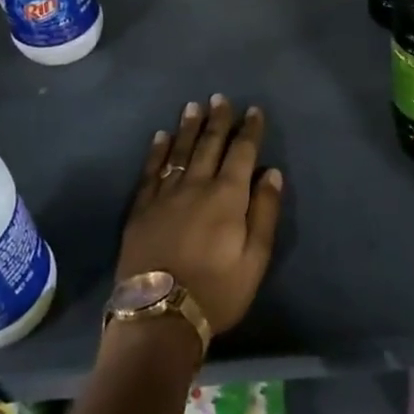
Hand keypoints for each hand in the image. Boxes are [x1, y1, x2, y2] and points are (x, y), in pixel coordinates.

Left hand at [116, 95, 282, 336]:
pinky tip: (160, 137)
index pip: (242, 153)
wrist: (159, 315)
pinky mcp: (141, 209)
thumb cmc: (217, 291)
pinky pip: (151, 171)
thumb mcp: (255, 259)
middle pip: (209, 144)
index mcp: (228, 196)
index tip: (254, 110)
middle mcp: (196, 186)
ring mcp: (165, 195)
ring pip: (179, 152)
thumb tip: (272, 173)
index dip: (249, 130)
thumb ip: (265, 213)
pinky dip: (157, 151)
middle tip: (220, 98)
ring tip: (193, 106)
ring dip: (188, 127)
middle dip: (218, 120)